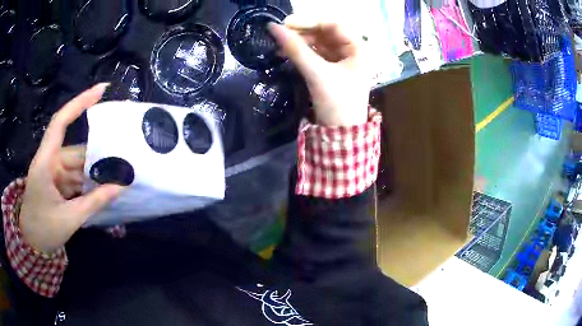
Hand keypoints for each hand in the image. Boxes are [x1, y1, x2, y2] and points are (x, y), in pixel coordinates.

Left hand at [19, 83, 123, 252]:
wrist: (31, 243)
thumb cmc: (44, 230)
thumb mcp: (69, 219)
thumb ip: (94, 202)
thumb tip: (119, 187)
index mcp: (45, 162)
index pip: (60, 122)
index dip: (80, 102)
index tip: (101, 89)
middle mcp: (49, 161)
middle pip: (76, 151)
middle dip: (97, 158)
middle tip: (123, 162)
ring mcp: (52, 171)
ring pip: (77, 165)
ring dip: (94, 174)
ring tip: (116, 180)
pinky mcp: (55, 181)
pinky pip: (75, 176)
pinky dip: (87, 183)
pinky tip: (102, 190)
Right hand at [268, 15, 369, 126]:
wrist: (340, 134)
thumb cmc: (337, 103)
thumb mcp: (317, 74)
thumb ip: (296, 49)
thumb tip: (273, 27)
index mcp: (358, 49)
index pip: (334, 24)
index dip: (310, 21)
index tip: (287, 23)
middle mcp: (352, 51)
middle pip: (325, 32)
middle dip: (303, 31)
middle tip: (281, 33)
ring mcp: (341, 60)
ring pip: (319, 42)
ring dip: (300, 41)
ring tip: (280, 44)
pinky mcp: (331, 69)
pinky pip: (315, 53)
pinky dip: (301, 51)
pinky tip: (286, 52)